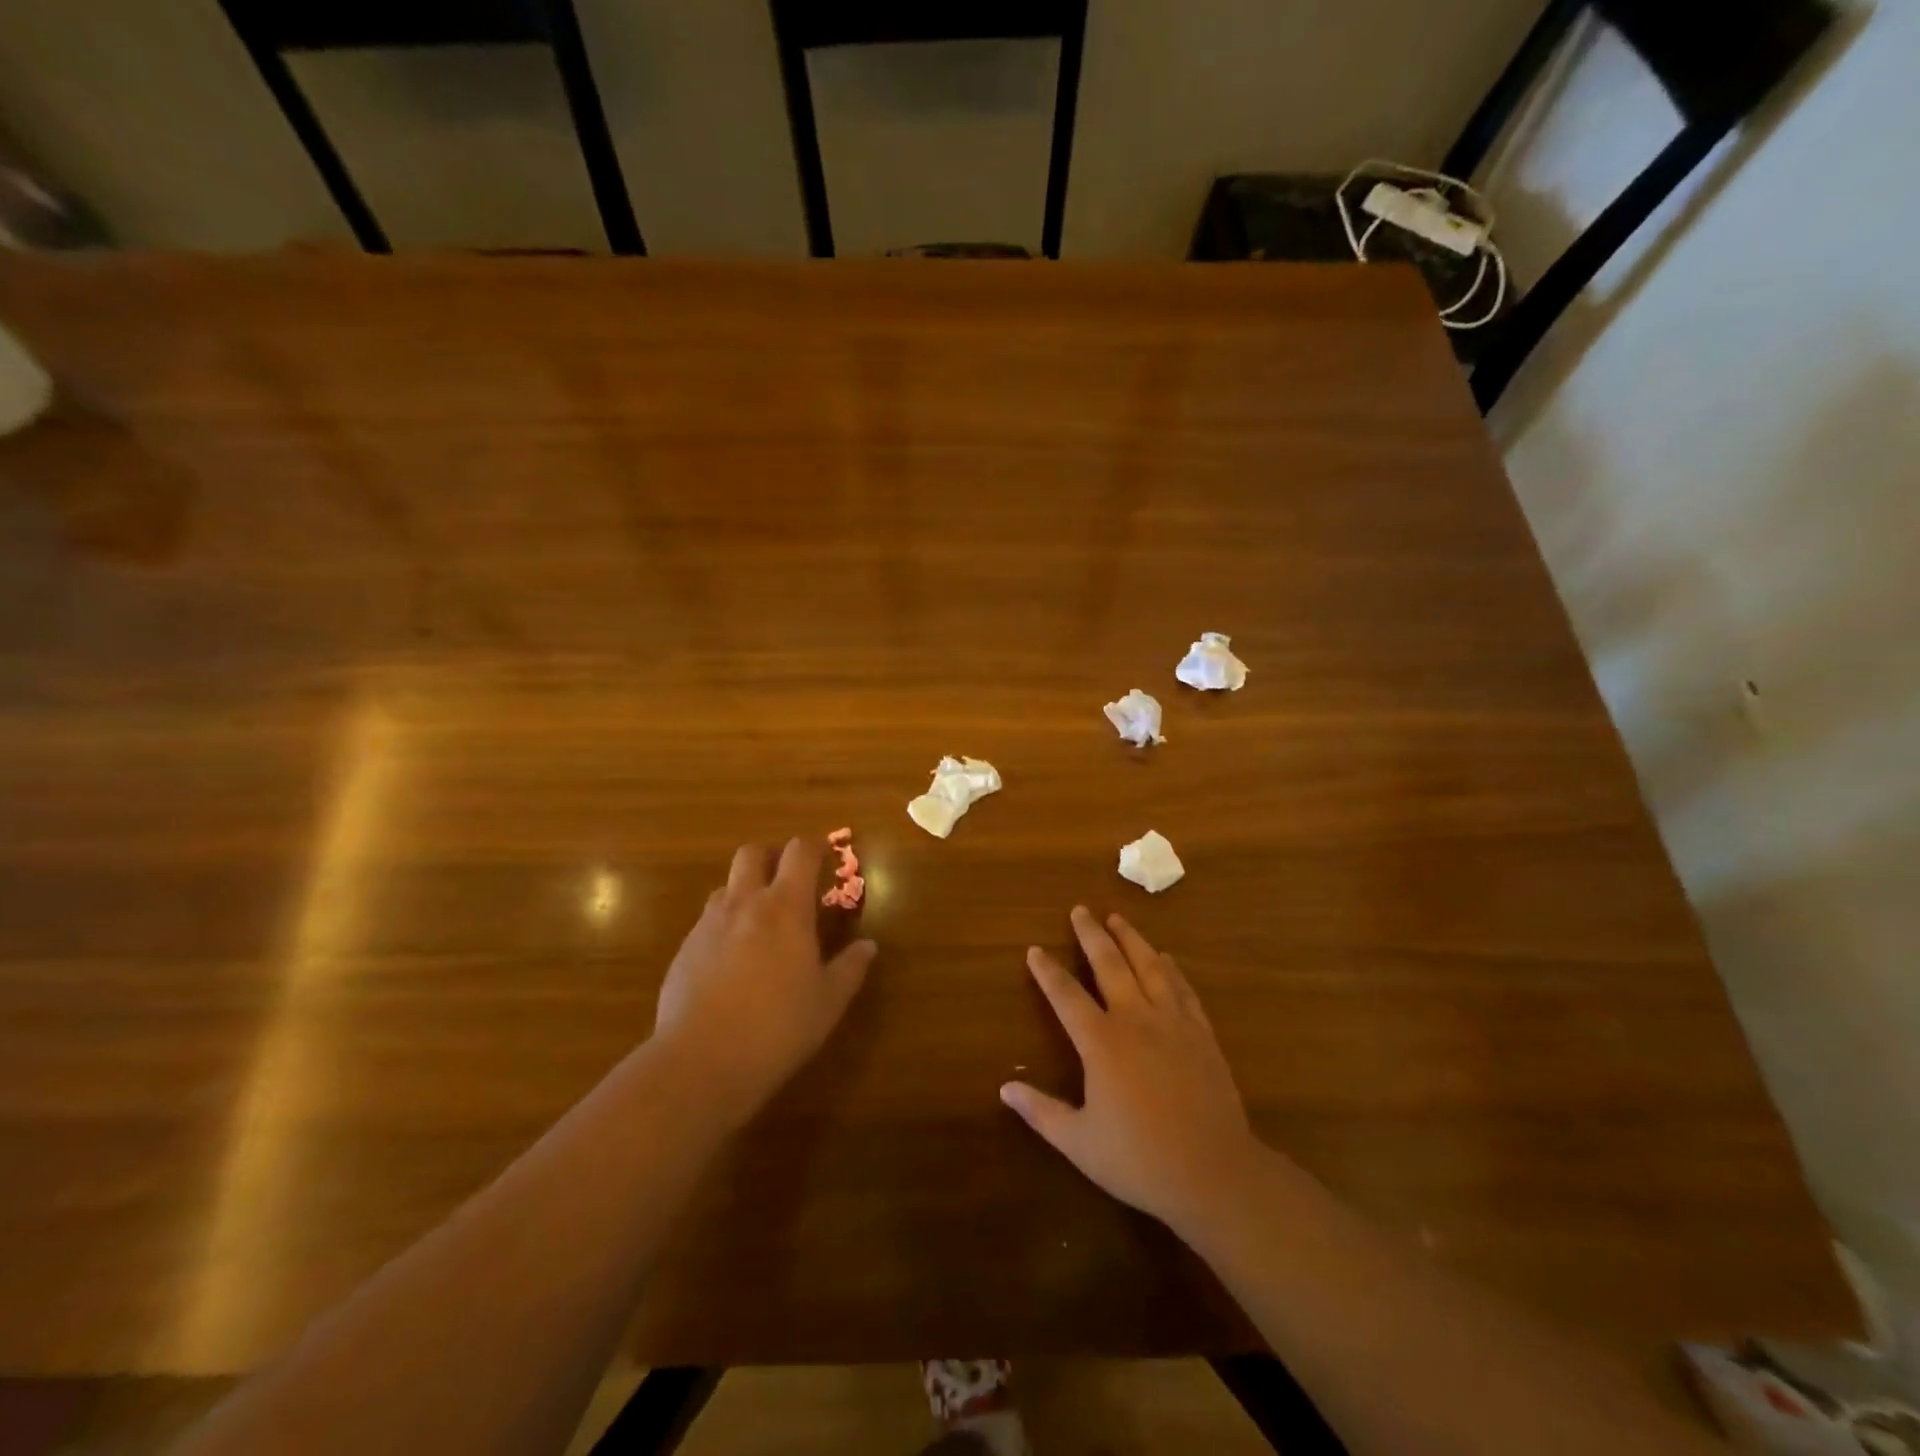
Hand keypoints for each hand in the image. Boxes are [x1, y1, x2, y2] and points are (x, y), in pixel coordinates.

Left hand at [652, 839, 876, 1128]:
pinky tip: (732, 961)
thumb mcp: (828, 1001)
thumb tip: (868, 946)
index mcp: (786, 908)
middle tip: (787, 880)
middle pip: (752, 853)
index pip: (799, 853)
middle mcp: (744, 904)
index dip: (813, 847)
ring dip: (744, 891)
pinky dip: (724, 926)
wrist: (701, 1061)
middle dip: (770, 857)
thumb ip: (850, 968)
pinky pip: (706, 921)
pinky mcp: (684, 950)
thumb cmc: (778, 1027)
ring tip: (759, 922)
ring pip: (725, 886)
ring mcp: (708, 925)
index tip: (824, 855)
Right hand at [1001, 907, 1265, 1234]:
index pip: (1066, 995)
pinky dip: (1171, 968)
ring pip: (1149, 966)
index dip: (1048, 971)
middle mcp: (1135, 1019)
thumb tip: (1005, 1087)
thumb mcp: (1079, 1141)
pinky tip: (1166, 958)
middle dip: (1091, 935)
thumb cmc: (1139, 1159)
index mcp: (1101, 1042)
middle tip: (1080, 910)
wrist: (1213, 1172)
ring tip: (1117, 918)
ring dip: (1131, 939)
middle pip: (1109, 964)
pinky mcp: (1201, 1033)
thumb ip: (1041, 1111)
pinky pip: (1183, 989)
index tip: (1035, 950)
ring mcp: (1172, 1022)